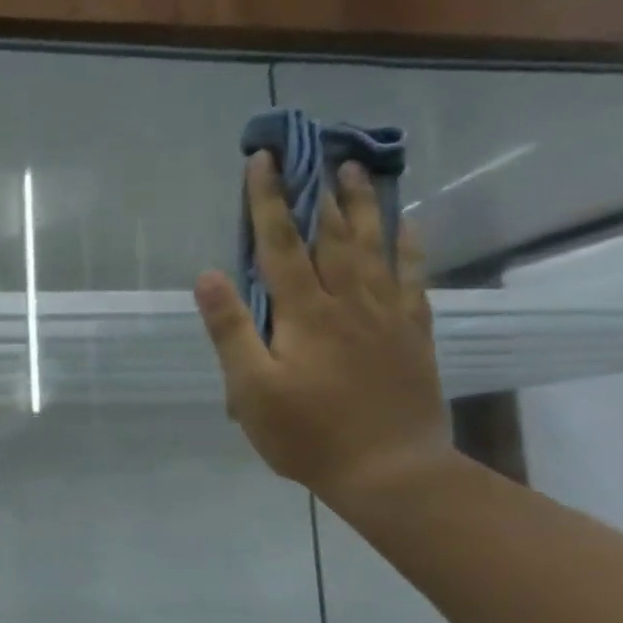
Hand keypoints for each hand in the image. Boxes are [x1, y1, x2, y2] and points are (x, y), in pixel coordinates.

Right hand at [194, 152, 452, 504]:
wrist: (389, 469)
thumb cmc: (306, 433)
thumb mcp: (250, 389)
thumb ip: (231, 330)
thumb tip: (210, 275)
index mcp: (305, 313)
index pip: (280, 245)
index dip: (267, 202)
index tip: (261, 162)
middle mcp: (348, 301)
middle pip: (332, 235)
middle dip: (316, 192)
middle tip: (313, 153)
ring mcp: (386, 314)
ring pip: (374, 246)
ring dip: (361, 206)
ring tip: (356, 172)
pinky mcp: (412, 333)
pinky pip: (412, 276)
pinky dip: (408, 246)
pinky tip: (407, 226)